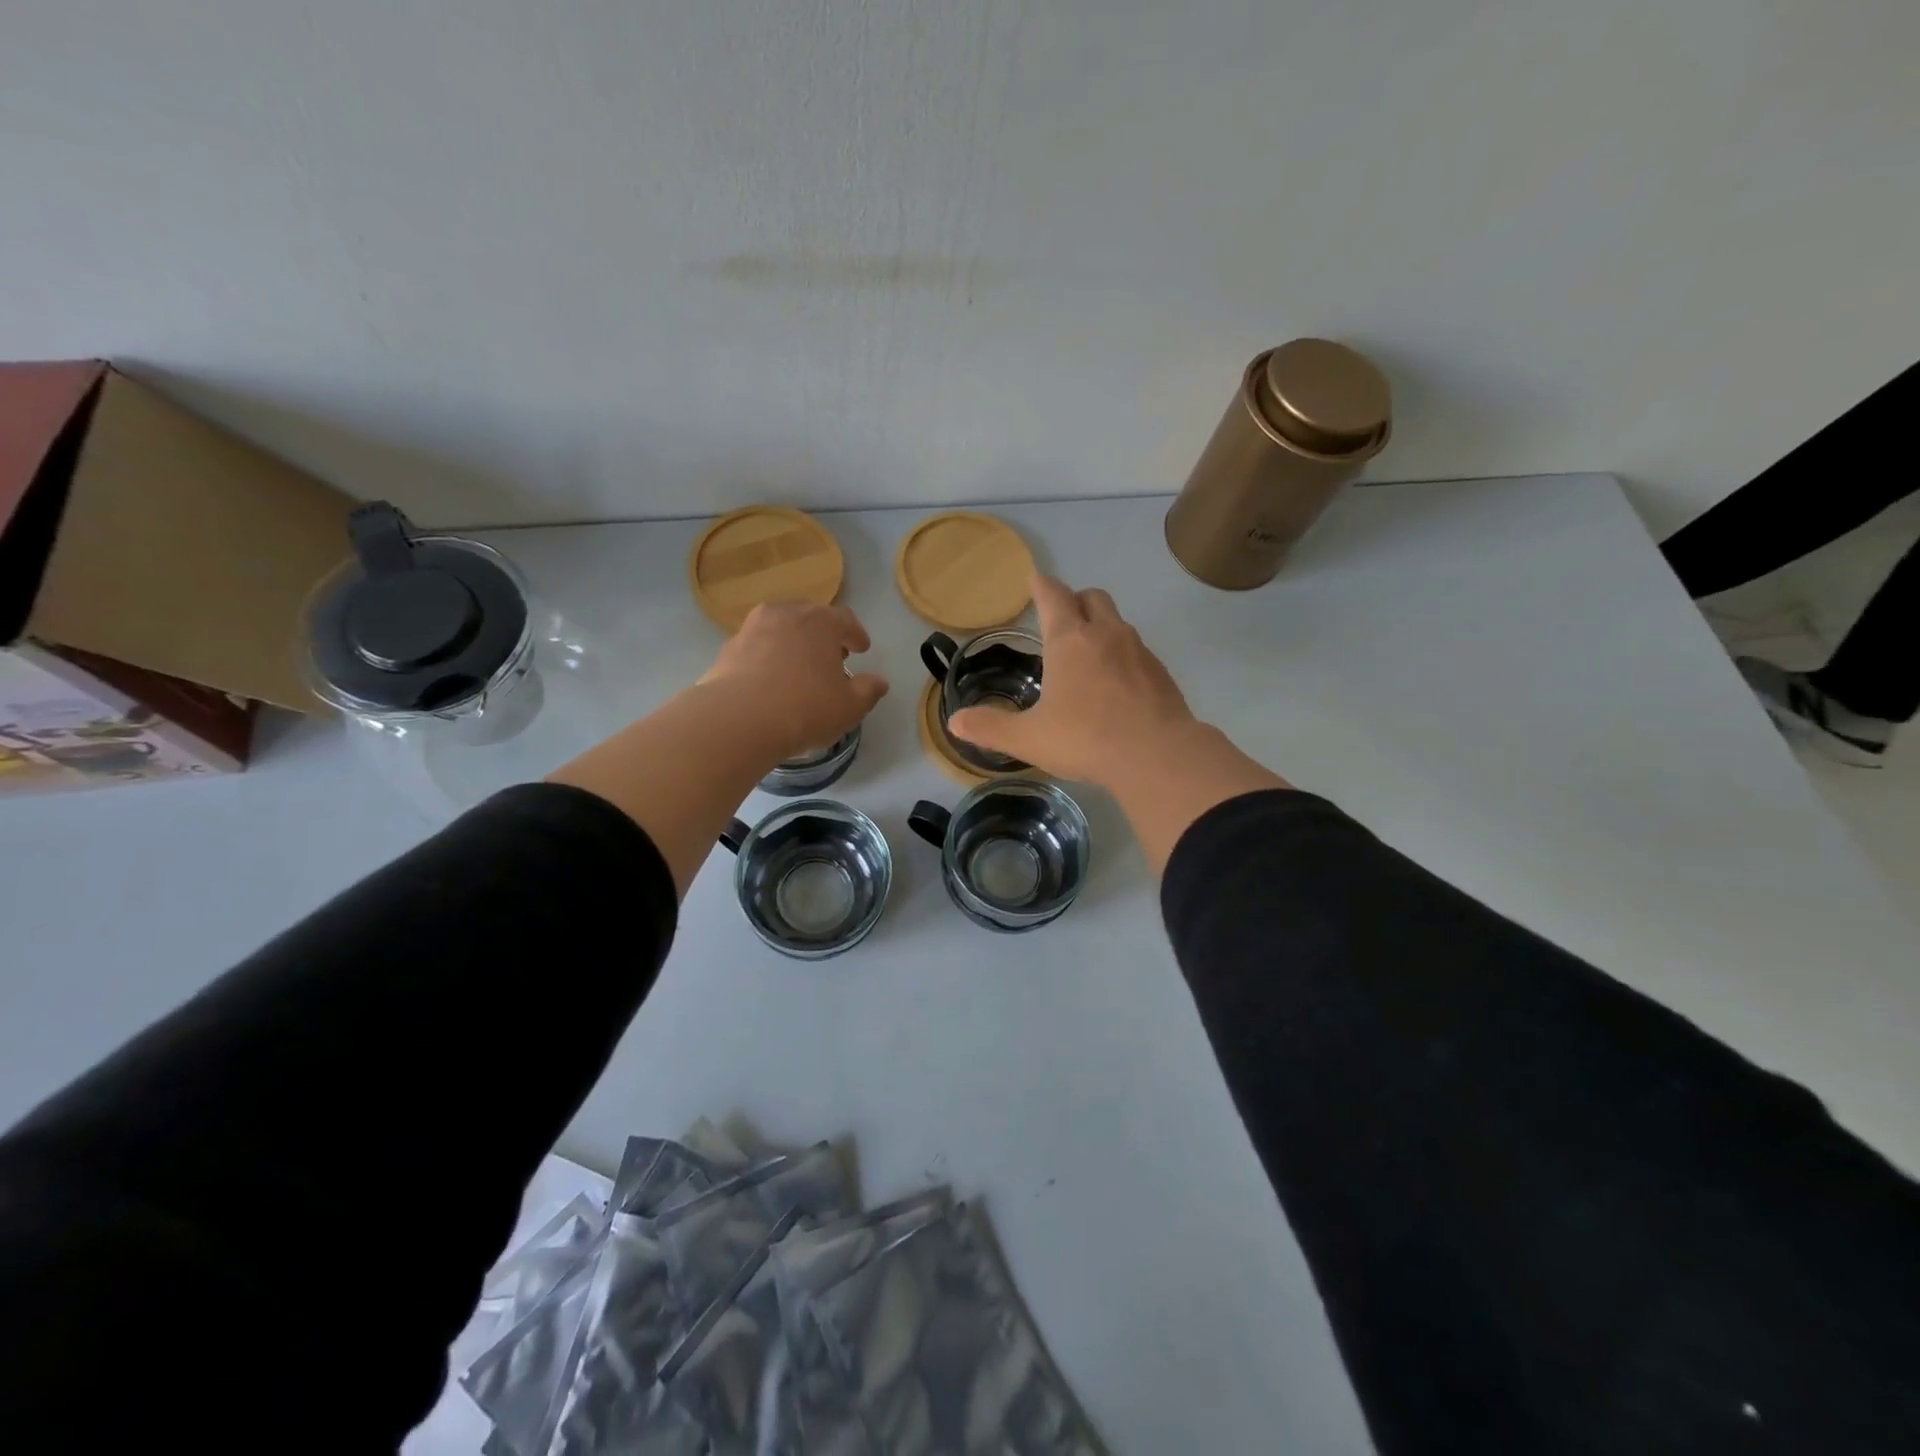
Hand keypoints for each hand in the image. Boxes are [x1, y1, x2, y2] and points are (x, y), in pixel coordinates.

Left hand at [701, 601, 889, 763]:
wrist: (738, 720)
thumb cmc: (805, 708)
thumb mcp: (849, 707)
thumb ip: (868, 691)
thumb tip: (879, 682)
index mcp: (820, 621)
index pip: (845, 620)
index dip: (856, 634)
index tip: (862, 649)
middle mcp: (785, 615)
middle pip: (809, 617)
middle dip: (823, 635)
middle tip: (831, 655)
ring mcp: (751, 629)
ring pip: (779, 630)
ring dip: (792, 644)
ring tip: (799, 668)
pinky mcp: (727, 650)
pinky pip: (756, 648)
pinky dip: (767, 658)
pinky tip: (770, 681)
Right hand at [949, 576, 1199, 787]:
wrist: (1157, 755)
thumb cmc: (1085, 739)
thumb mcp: (1029, 738)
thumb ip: (990, 728)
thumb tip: (955, 722)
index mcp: (1070, 640)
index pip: (1053, 596)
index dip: (1041, 586)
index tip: (1034, 580)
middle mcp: (1106, 634)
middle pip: (1092, 597)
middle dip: (1075, 600)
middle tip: (1062, 618)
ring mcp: (1139, 651)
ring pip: (1118, 622)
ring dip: (1101, 628)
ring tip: (1088, 656)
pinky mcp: (1161, 672)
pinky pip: (1137, 651)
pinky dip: (1123, 656)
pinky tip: (1116, 685)